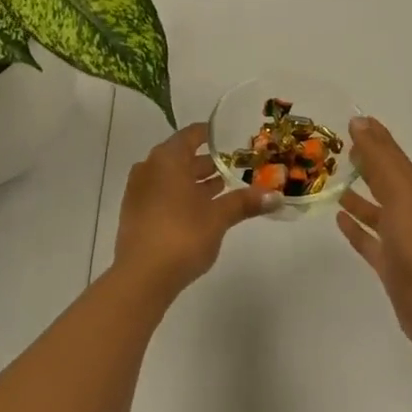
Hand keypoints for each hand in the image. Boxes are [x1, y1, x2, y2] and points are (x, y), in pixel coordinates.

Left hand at [111, 124, 278, 298]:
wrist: (141, 276)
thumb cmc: (182, 235)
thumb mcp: (218, 217)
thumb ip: (244, 202)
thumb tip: (276, 196)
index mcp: (167, 159)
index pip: (190, 135)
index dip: (211, 135)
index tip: (230, 138)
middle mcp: (149, 168)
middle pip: (180, 157)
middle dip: (207, 162)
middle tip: (234, 167)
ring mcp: (139, 191)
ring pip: (171, 178)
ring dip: (194, 182)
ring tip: (222, 189)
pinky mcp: (136, 214)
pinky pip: (162, 194)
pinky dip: (181, 196)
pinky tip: (201, 211)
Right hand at [337, 117, 411, 353]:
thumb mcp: (399, 192)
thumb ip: (380, 158)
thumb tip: (360, 122)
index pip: (391, 155)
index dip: (375, 137)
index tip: (354, 120)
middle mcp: (407, 210)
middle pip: (384, 179)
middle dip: (366, 162)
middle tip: (340, 147)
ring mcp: (398, 238)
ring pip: (375, 208)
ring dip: (358, 194)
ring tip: (334, 182)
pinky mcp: (388, 262)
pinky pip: (368, 238)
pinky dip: (355, 227)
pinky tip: (338, 218)